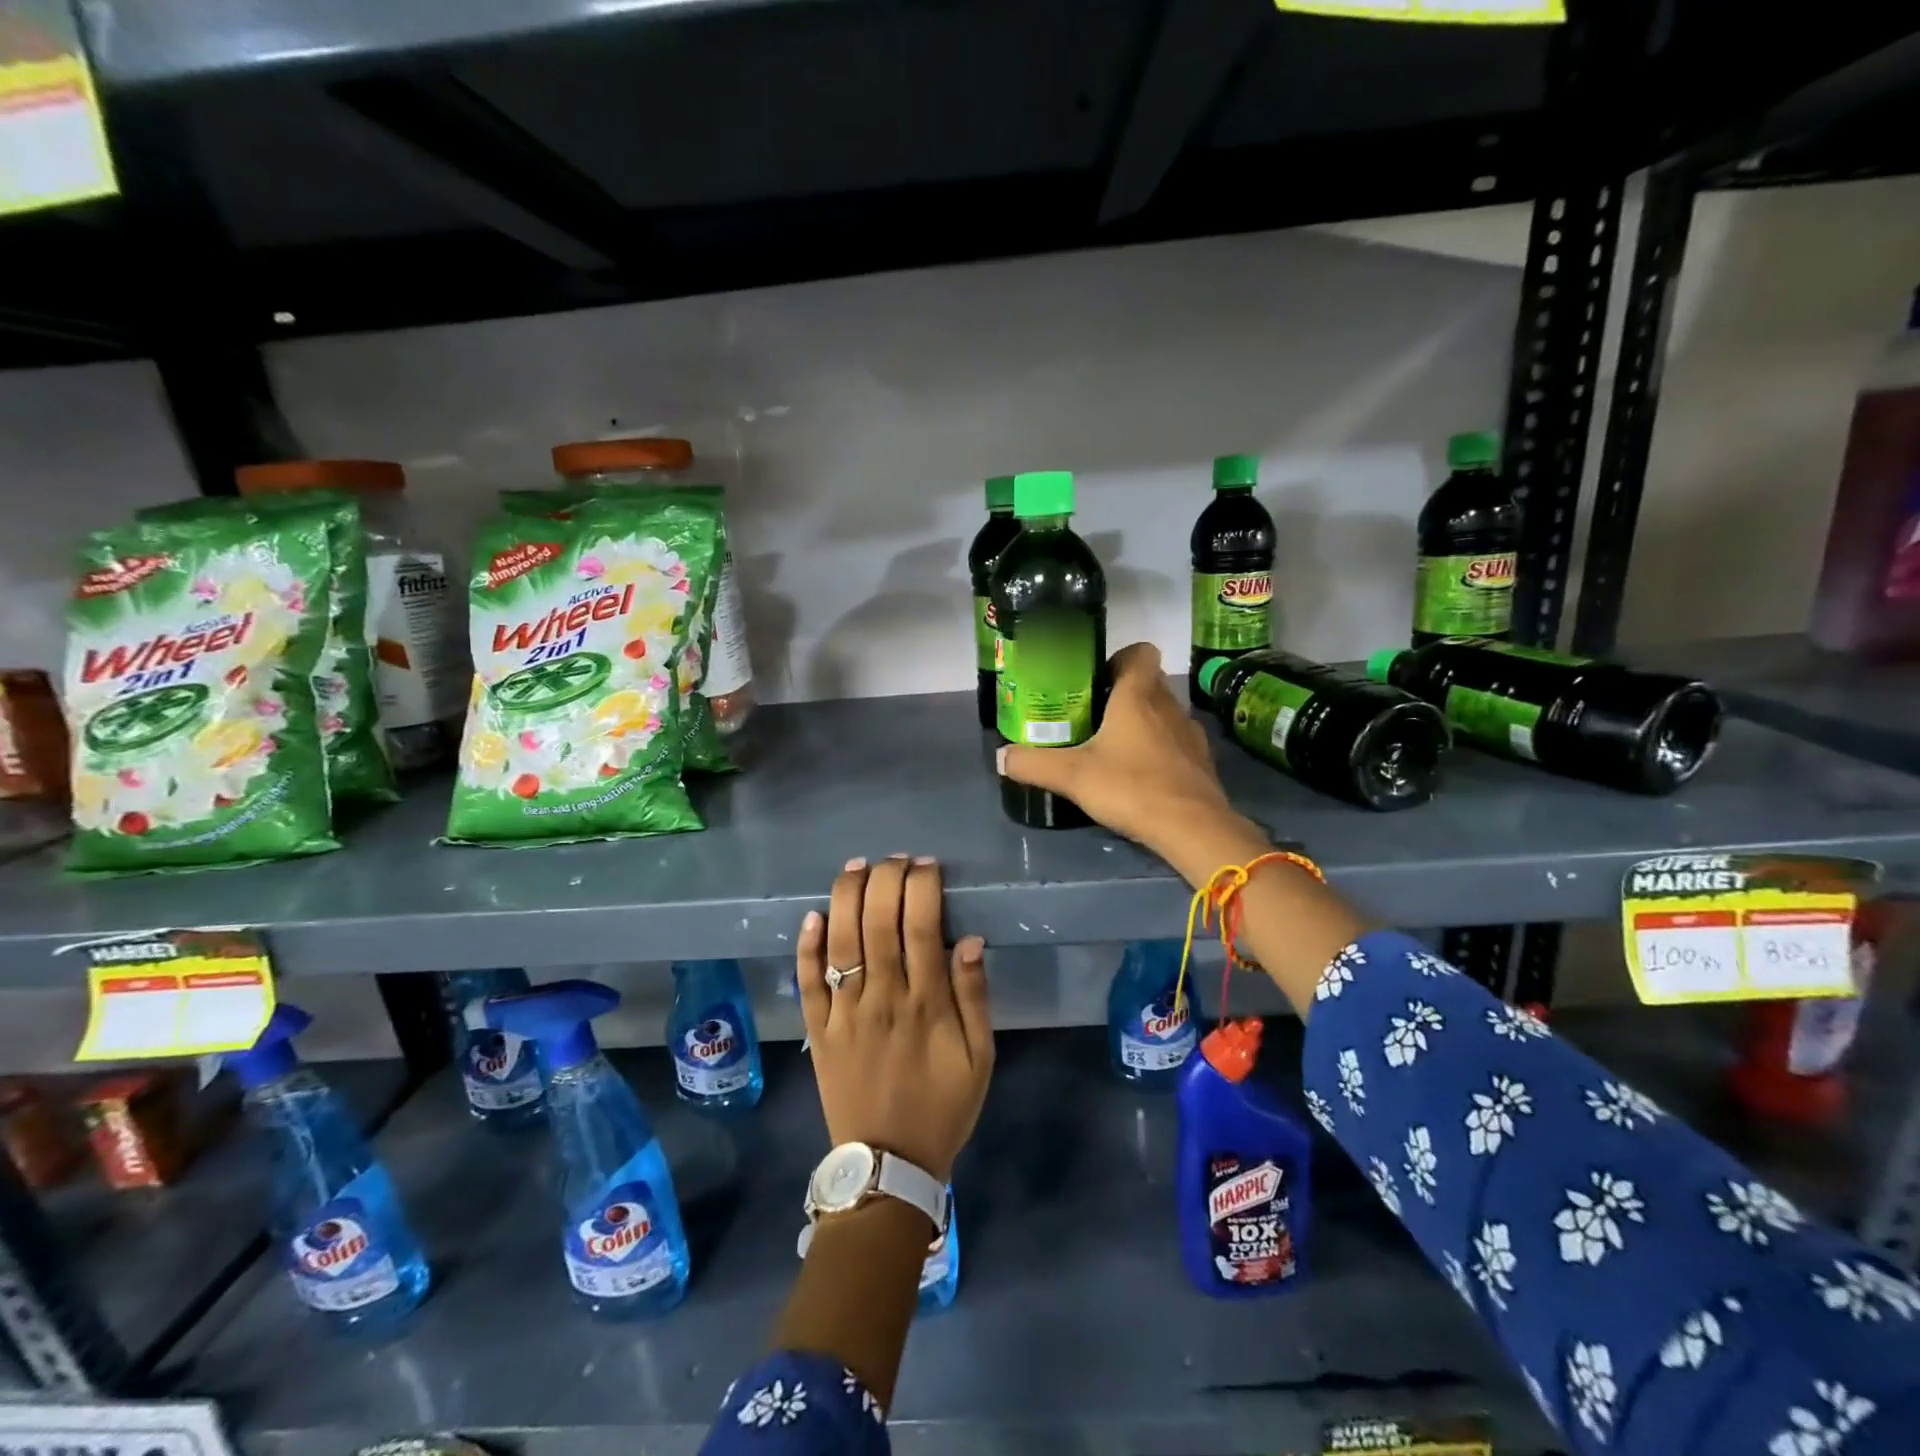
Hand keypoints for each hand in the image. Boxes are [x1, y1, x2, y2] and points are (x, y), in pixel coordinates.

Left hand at [795, 855, 992, 1182]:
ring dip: (848, 897)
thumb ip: (975, 997)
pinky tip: (813, 915)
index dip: (923, 888)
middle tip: (896, 859)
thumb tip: (971, 940)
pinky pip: (808, 982)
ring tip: (858, 866)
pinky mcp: (817, 1030)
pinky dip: (807, 947)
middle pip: (879, 922)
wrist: (889, 1165)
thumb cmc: (942, 1107)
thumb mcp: (980, 1058)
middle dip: (887, 879)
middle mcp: (882, 997)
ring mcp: (844, 1012)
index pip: (923, 926)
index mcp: (926, 1003)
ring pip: (842, 941)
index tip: (928, 866)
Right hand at [998, 643, 1267, 880]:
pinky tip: (1140, 775)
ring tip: (1114, 748)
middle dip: (1122, 694)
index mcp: (1138, 695)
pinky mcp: (1201, 761)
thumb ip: (1033, 764)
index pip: (1140, 652)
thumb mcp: (1072, 776)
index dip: (1118, 659)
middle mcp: (1168, 705)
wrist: (1192, 827)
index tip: (1095, 681)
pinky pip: (1176, 742)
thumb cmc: (1130, 786)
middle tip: (1092, 717)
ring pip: (1163, 713)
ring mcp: (1190, 733)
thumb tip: (1001, 757)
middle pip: (1148, 682)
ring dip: (1143, 723)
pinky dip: (1160, 750)